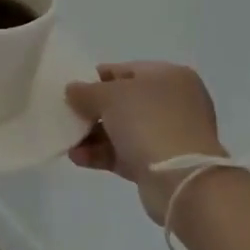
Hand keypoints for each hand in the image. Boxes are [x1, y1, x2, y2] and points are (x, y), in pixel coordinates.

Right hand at [65, 62, 226, 223]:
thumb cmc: (148, 121)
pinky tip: (78, 158)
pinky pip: (126, 153)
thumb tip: (73, 90)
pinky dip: (102, 154)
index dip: (97, 78)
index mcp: (170, 76)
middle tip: (68, 116)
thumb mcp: (110, 96)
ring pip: (123, 130)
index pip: (126, 70)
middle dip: (94, 110)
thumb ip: (86, 91)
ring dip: (94, 135)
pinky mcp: (162, 164)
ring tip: (69, 141)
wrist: (180, 179)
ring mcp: (170, 135)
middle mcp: (174, 102)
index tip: (72, 90)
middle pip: (124, 102)